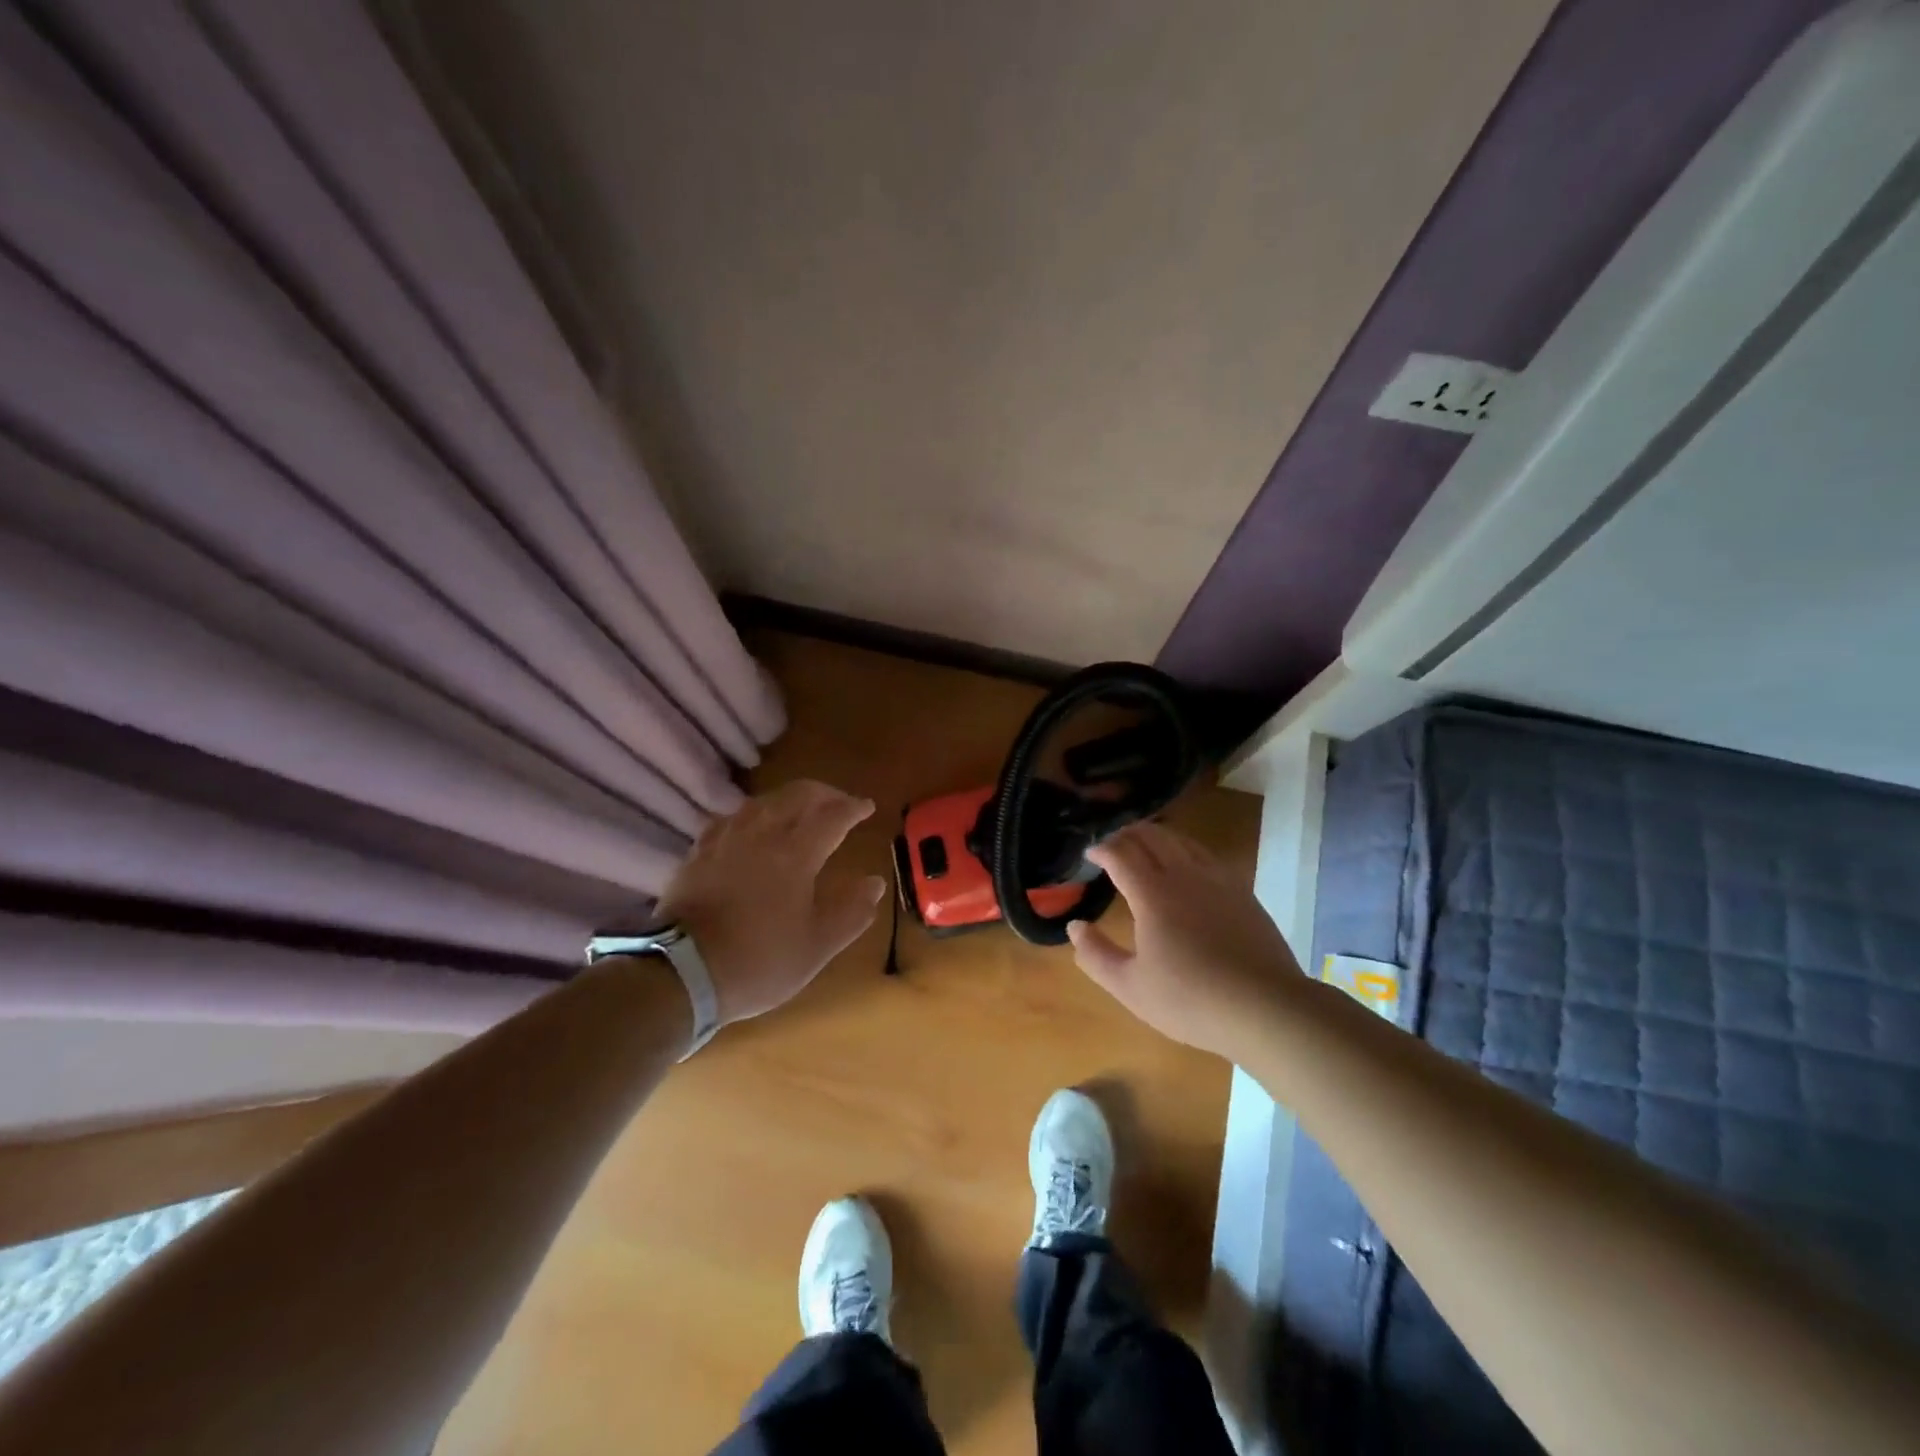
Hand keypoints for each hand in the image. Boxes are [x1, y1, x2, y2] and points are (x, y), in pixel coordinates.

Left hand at [656, 779, 886, 1025]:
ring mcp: (727, 838)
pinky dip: (754, 813)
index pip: (833, 816)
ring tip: (801, 810)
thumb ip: (851, 912)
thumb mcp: (817, 947)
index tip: (868, 806)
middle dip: (825, 793)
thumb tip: (875, 883)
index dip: (853, 807)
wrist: (682, 972)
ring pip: (764, 800)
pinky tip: (753, 826)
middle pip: (798, 795)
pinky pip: (732, 817)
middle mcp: (763, 833)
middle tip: (840, 803)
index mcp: (796, 853)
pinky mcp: (700, 850)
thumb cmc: (759, 961)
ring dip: (790, 798)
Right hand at [1067, 821, 1307, 1061]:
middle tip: (1112, 844)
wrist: (1266, 1008)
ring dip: (1156, 837)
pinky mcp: (1242, 892)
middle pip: (1151, 837)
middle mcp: (1184, 875)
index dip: (1101, 849)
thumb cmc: (1190, 1000)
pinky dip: (1185, 849)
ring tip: (1144, 846)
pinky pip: (1206, 855)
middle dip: (1126, 834)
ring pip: (1181, 841)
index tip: (1089, 854)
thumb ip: (1095, 955)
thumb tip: (1075, 926)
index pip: (1120, 854)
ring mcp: (1217, 880)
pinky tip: (1186, 866)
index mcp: (1152, 894)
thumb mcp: (1130, 987)